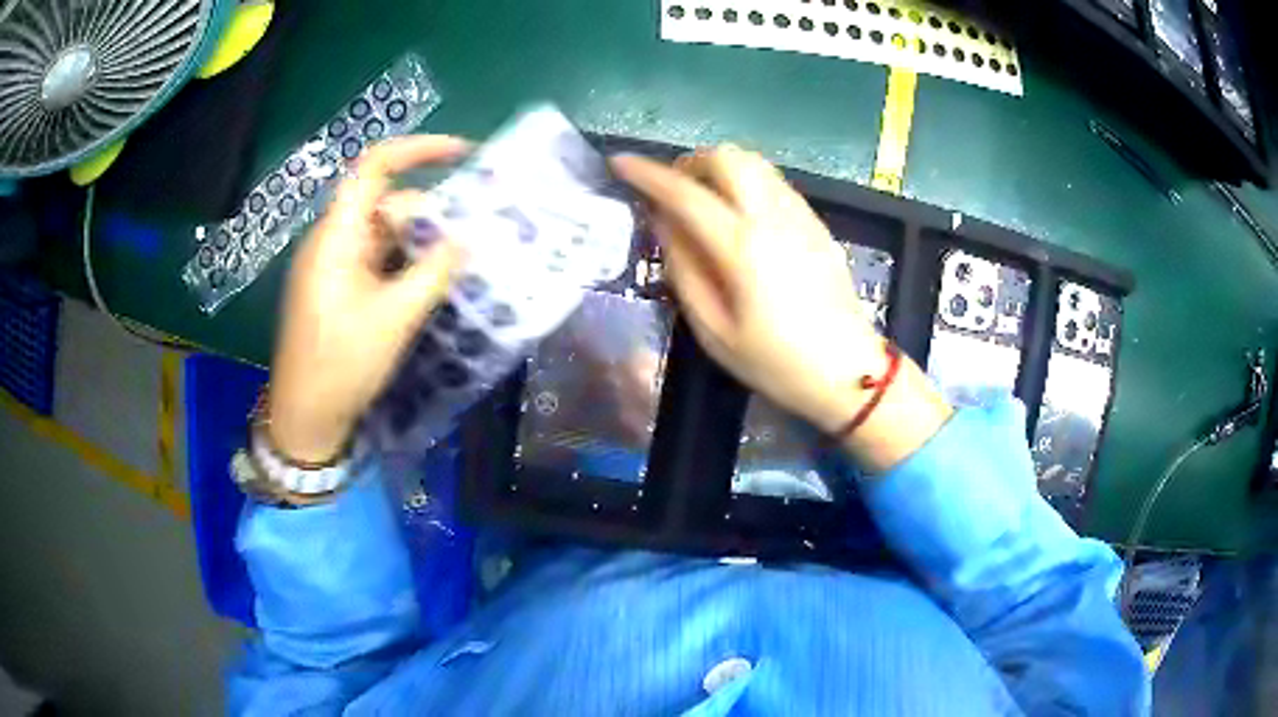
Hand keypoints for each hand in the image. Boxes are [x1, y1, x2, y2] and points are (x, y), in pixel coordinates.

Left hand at [268, 135, 468, 463]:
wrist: (305, 417)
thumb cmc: (342, 364)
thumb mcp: (396, 317)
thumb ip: (435, 270)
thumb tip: (470, 237)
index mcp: (337, 235)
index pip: (374, 167)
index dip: (418, 150)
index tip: (463, 153)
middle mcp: (333, 240)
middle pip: (386, 204)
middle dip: (430, 214)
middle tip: (473, 239)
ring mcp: (333, 265)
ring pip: (384, 234)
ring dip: (420, 243)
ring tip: (459, 265)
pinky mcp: (337, 287)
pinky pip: (376, 260)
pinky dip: (405, 264)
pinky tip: (431, 283)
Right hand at [612, 146, 950, 471]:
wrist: (849, 372)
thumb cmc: (776, 363)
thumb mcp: (714, 331)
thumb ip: (683, 270)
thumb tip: (661, 222)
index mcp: (742, 247)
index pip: (685, 192)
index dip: (647, 173)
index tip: (619, 163)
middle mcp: (773, 217)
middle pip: (727, 157)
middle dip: (690, 162)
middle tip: (672, 191)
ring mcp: (801, 216)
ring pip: (754, 162)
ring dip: (719, 168)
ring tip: (703, 200)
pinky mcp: (817, 223)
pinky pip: (774, 182)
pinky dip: (746, 181)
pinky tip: (739, 214)